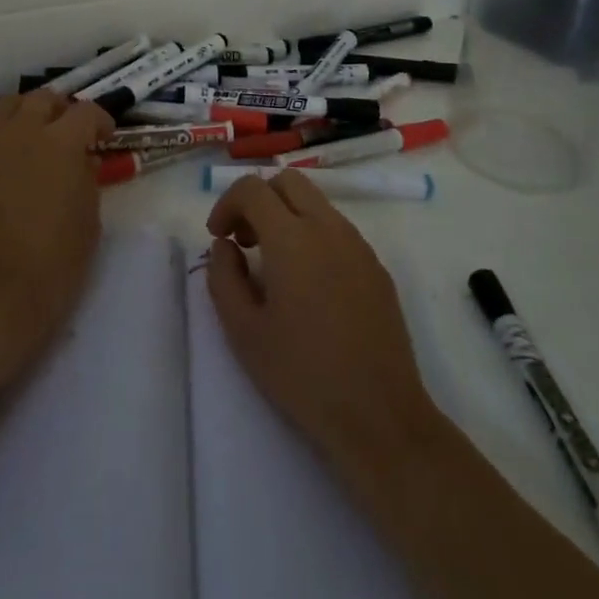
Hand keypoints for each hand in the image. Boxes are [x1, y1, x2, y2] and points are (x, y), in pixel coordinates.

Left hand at [0, 89, 113, 396]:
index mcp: (60, 144)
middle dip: (63, 110)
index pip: (85, 113)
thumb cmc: (54, 263)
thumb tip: (83, 160)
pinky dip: (3, 135)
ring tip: (38, 138)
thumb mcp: (89, 218)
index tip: (105, 137)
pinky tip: (12, 161)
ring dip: (29, 114)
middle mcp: (22, 133)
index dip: (100, 121)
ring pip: (10, 106)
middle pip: (44, 99)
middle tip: (72, 133)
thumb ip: (87, 177)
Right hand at [205, 170, 443, 472]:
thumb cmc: (303, 375)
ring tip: (274, 266)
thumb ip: (223, 277)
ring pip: (315, 203)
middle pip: (288, 181)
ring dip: (287, 216)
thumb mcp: (243, 332)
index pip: (253, 188)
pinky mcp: (376, 267)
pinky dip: (313, 236)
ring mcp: (358, 245)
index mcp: (292, 238)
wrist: (380, 416)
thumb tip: (225, 246)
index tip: (219, 237)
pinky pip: (337, 230)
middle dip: (259, 200)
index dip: (227, 204)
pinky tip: (309, 285)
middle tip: (245, 241)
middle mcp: (328, 228)